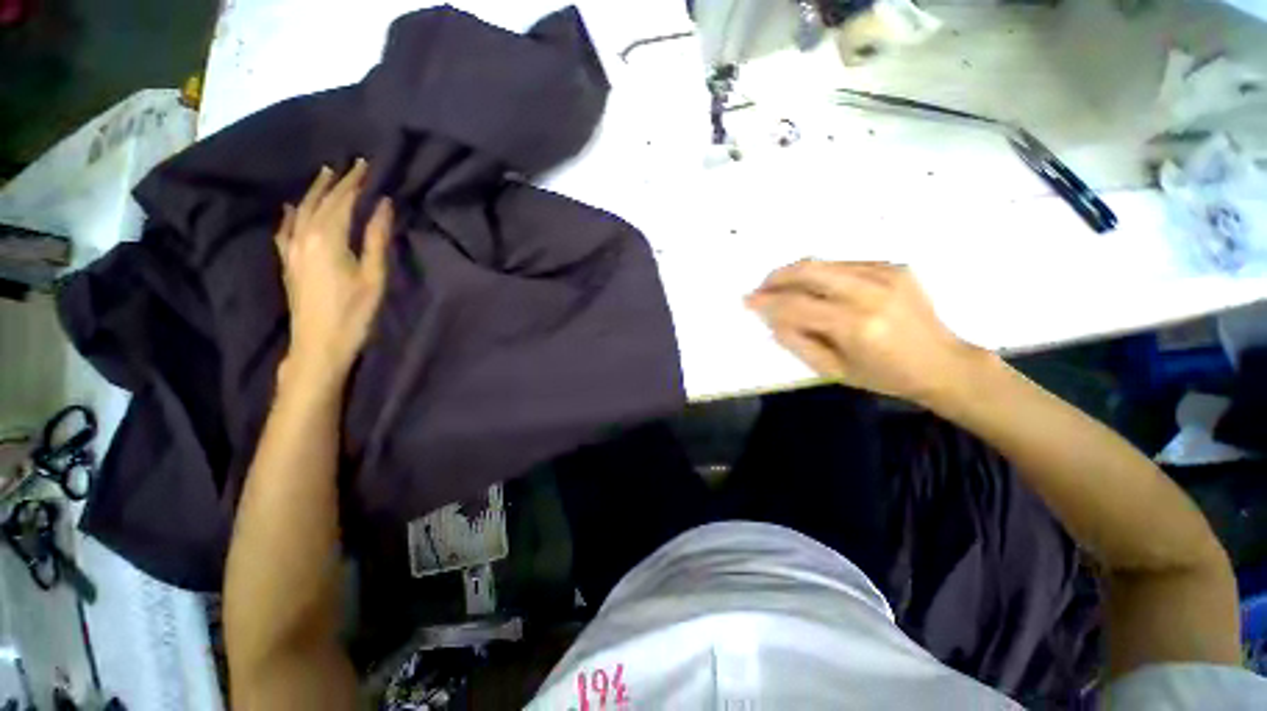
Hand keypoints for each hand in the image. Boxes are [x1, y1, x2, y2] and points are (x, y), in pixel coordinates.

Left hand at [274, 159, 392, 384]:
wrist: (318, 344)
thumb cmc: (354, 313)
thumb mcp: (374, 277)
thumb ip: (376, 238)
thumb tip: (383, 205)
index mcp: (328, 238)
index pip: (342, 201)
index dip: (354, 182)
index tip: (366, 165)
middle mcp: (305, 236)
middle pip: (320, 201)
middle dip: (336, 182)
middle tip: (350, 166)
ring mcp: (291, 249)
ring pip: (300, 210)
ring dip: (314, 191)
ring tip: (324, 175)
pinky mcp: (288, 262)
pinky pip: (286, 228)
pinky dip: (291, 213)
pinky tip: (290, 207)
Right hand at [746, 260, 984, 406]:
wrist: (943, 363)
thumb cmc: (885, 375)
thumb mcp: (833, 369)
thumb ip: (797, 341)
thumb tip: (772, 318)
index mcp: (856, 325)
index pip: (798, 305)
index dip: (768, 301)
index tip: (748, 300)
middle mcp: (871, 292)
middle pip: (810, 270)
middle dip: (777, 276)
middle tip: (761, 287)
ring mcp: (886, 274)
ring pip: (825, 263)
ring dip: (796, 273)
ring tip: (782, 287)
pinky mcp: (894, 267)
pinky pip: (844, 264)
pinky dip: (822, 273)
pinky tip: (817, 288)